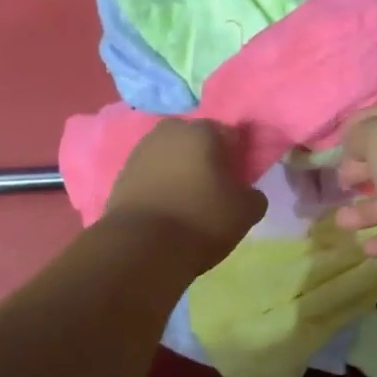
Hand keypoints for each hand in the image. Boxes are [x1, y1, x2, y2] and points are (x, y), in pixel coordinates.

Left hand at [106, 119, 264, 263]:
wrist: (142, 246)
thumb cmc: (201, 220)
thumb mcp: (245, 212)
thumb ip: (254, 195)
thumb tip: (247, 192)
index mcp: (204, 130)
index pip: (231, 136)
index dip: (238, 159)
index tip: (239, 183)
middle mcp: (170, 131)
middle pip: (196, 142)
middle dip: (206, 160)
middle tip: (214, 191)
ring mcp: (141, 151)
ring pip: (171, 158)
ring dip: (180, 173)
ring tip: (188, 203)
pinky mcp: (121, 174)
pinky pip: (151, 176)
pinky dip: (160, 187)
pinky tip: (166, 210)